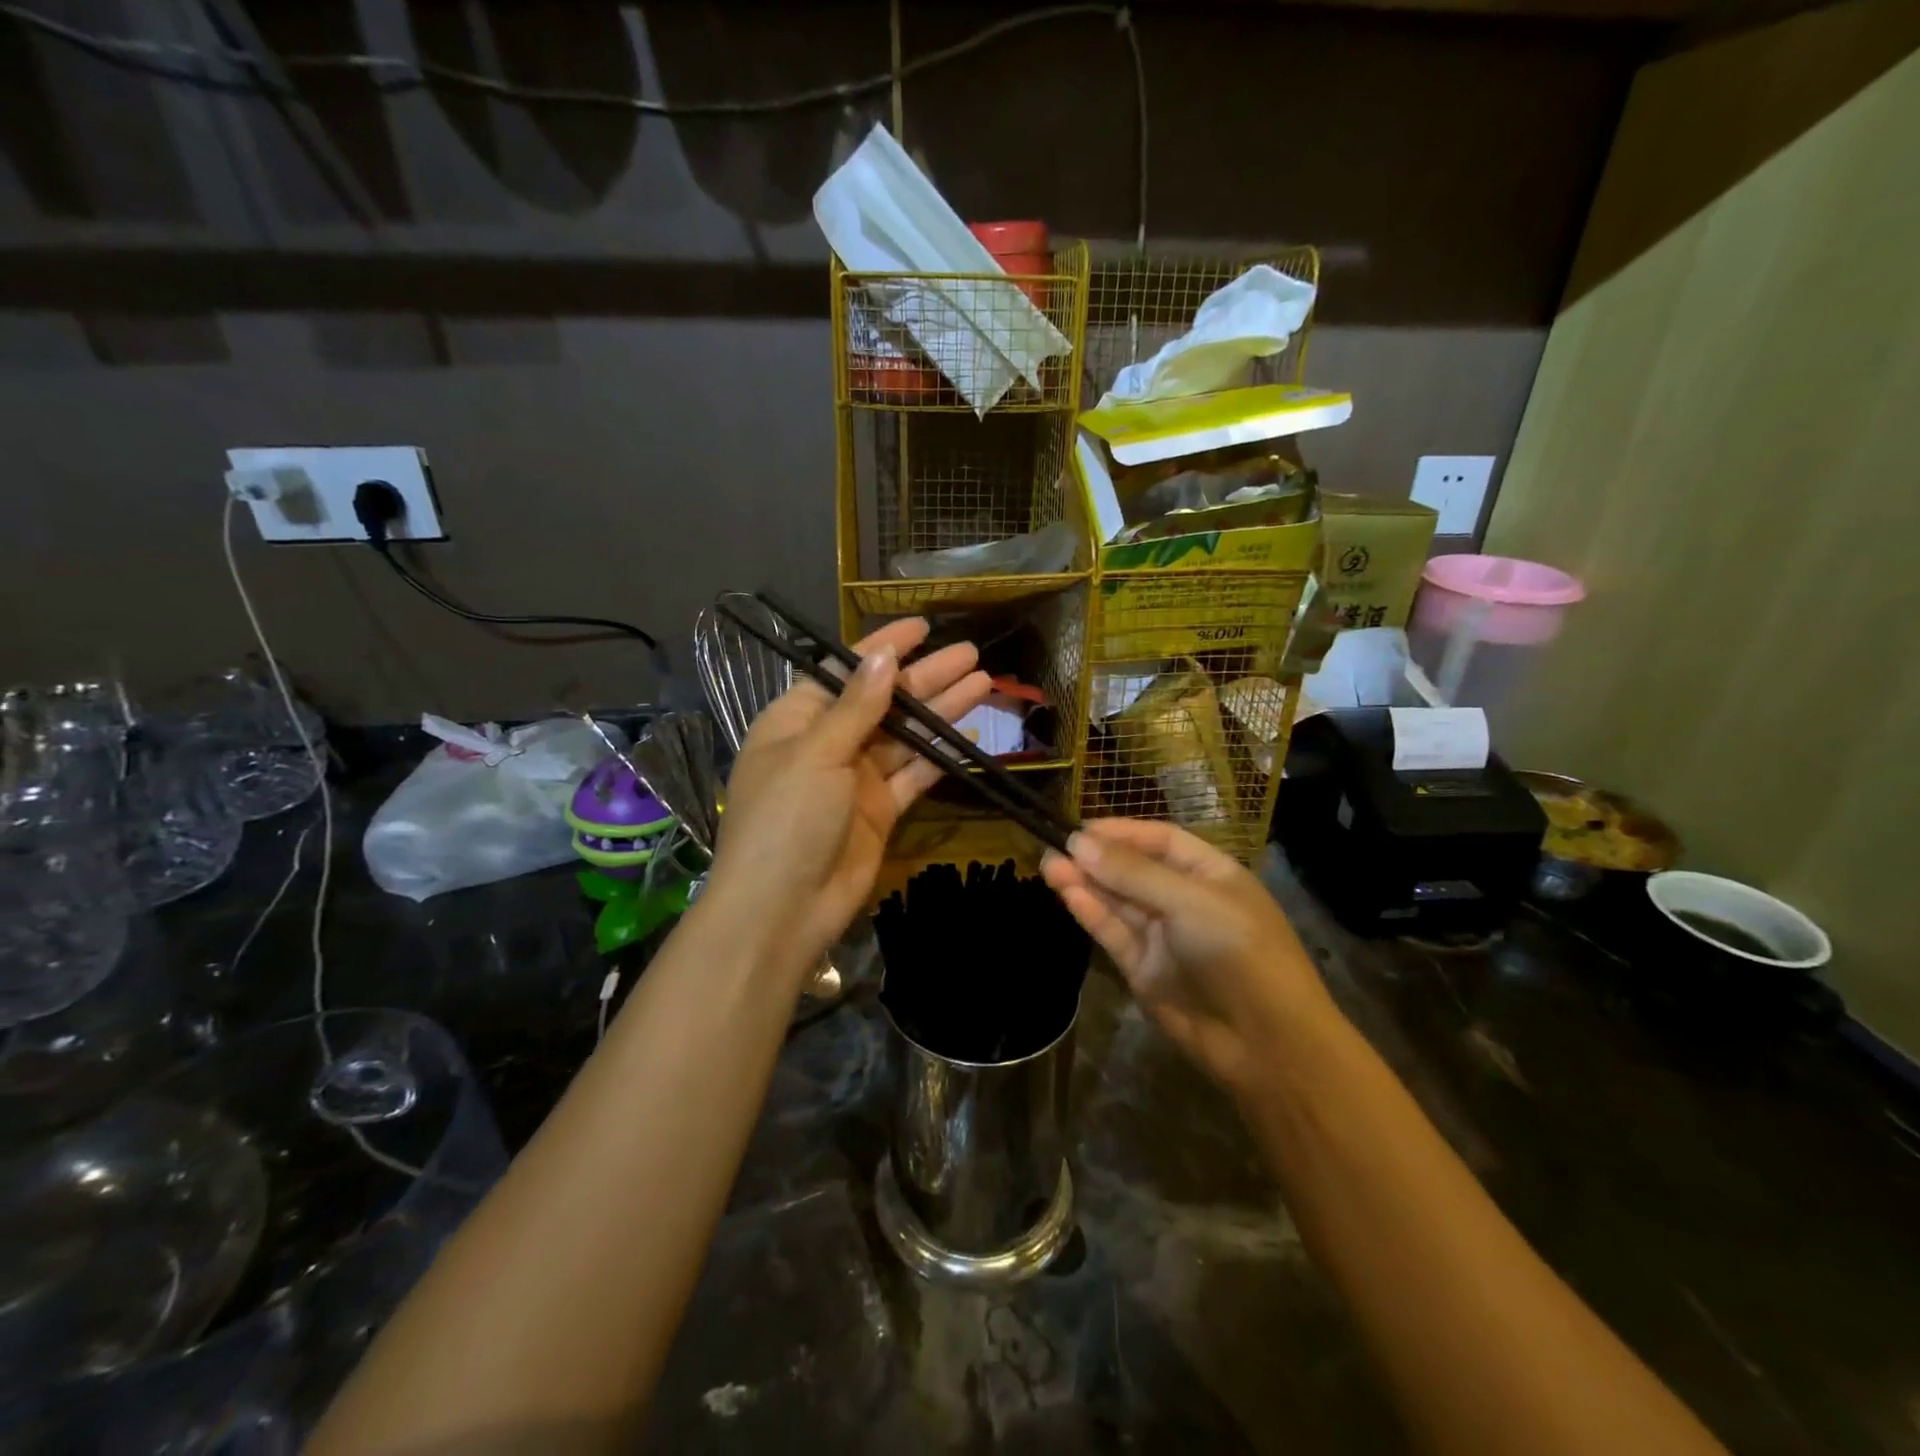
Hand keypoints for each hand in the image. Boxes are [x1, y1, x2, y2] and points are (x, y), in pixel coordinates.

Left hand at [706, 617, 990, 990]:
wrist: (782, 910)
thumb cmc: (786, 819)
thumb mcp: (816, 753)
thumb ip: (856, 707)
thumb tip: (882, 658)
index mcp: (796, 721)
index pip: (844, 672)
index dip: (882, 648)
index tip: (922, 626)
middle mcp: (827, 744)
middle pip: (883, 701)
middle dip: (925, 677)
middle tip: (970, 654)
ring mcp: (856, 779)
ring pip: (906, 736)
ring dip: (941, 711)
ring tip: (983, 682)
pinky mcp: (880, 811)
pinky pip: (914, 774)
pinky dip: (940, 755)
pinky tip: (970, 733)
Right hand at [1042, 818, 1336, 1092]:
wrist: (1265, 1043)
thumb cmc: (1238, 951)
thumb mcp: (1190, 901)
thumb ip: (1132, 872)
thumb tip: (1077, 841)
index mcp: (1211, 874)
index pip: (1160, 840)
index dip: (1121, 832)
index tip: (1080, 828)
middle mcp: (1186, 900)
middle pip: (1134, 869)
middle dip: (1096, 858)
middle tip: (1053, 845)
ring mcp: (1164, 936)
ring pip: (1118, 901)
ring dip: (1085, 882)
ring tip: (1048, 864)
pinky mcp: (1144, 969)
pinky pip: (1114, 932)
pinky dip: (1090, 911)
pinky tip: (1066, 892)